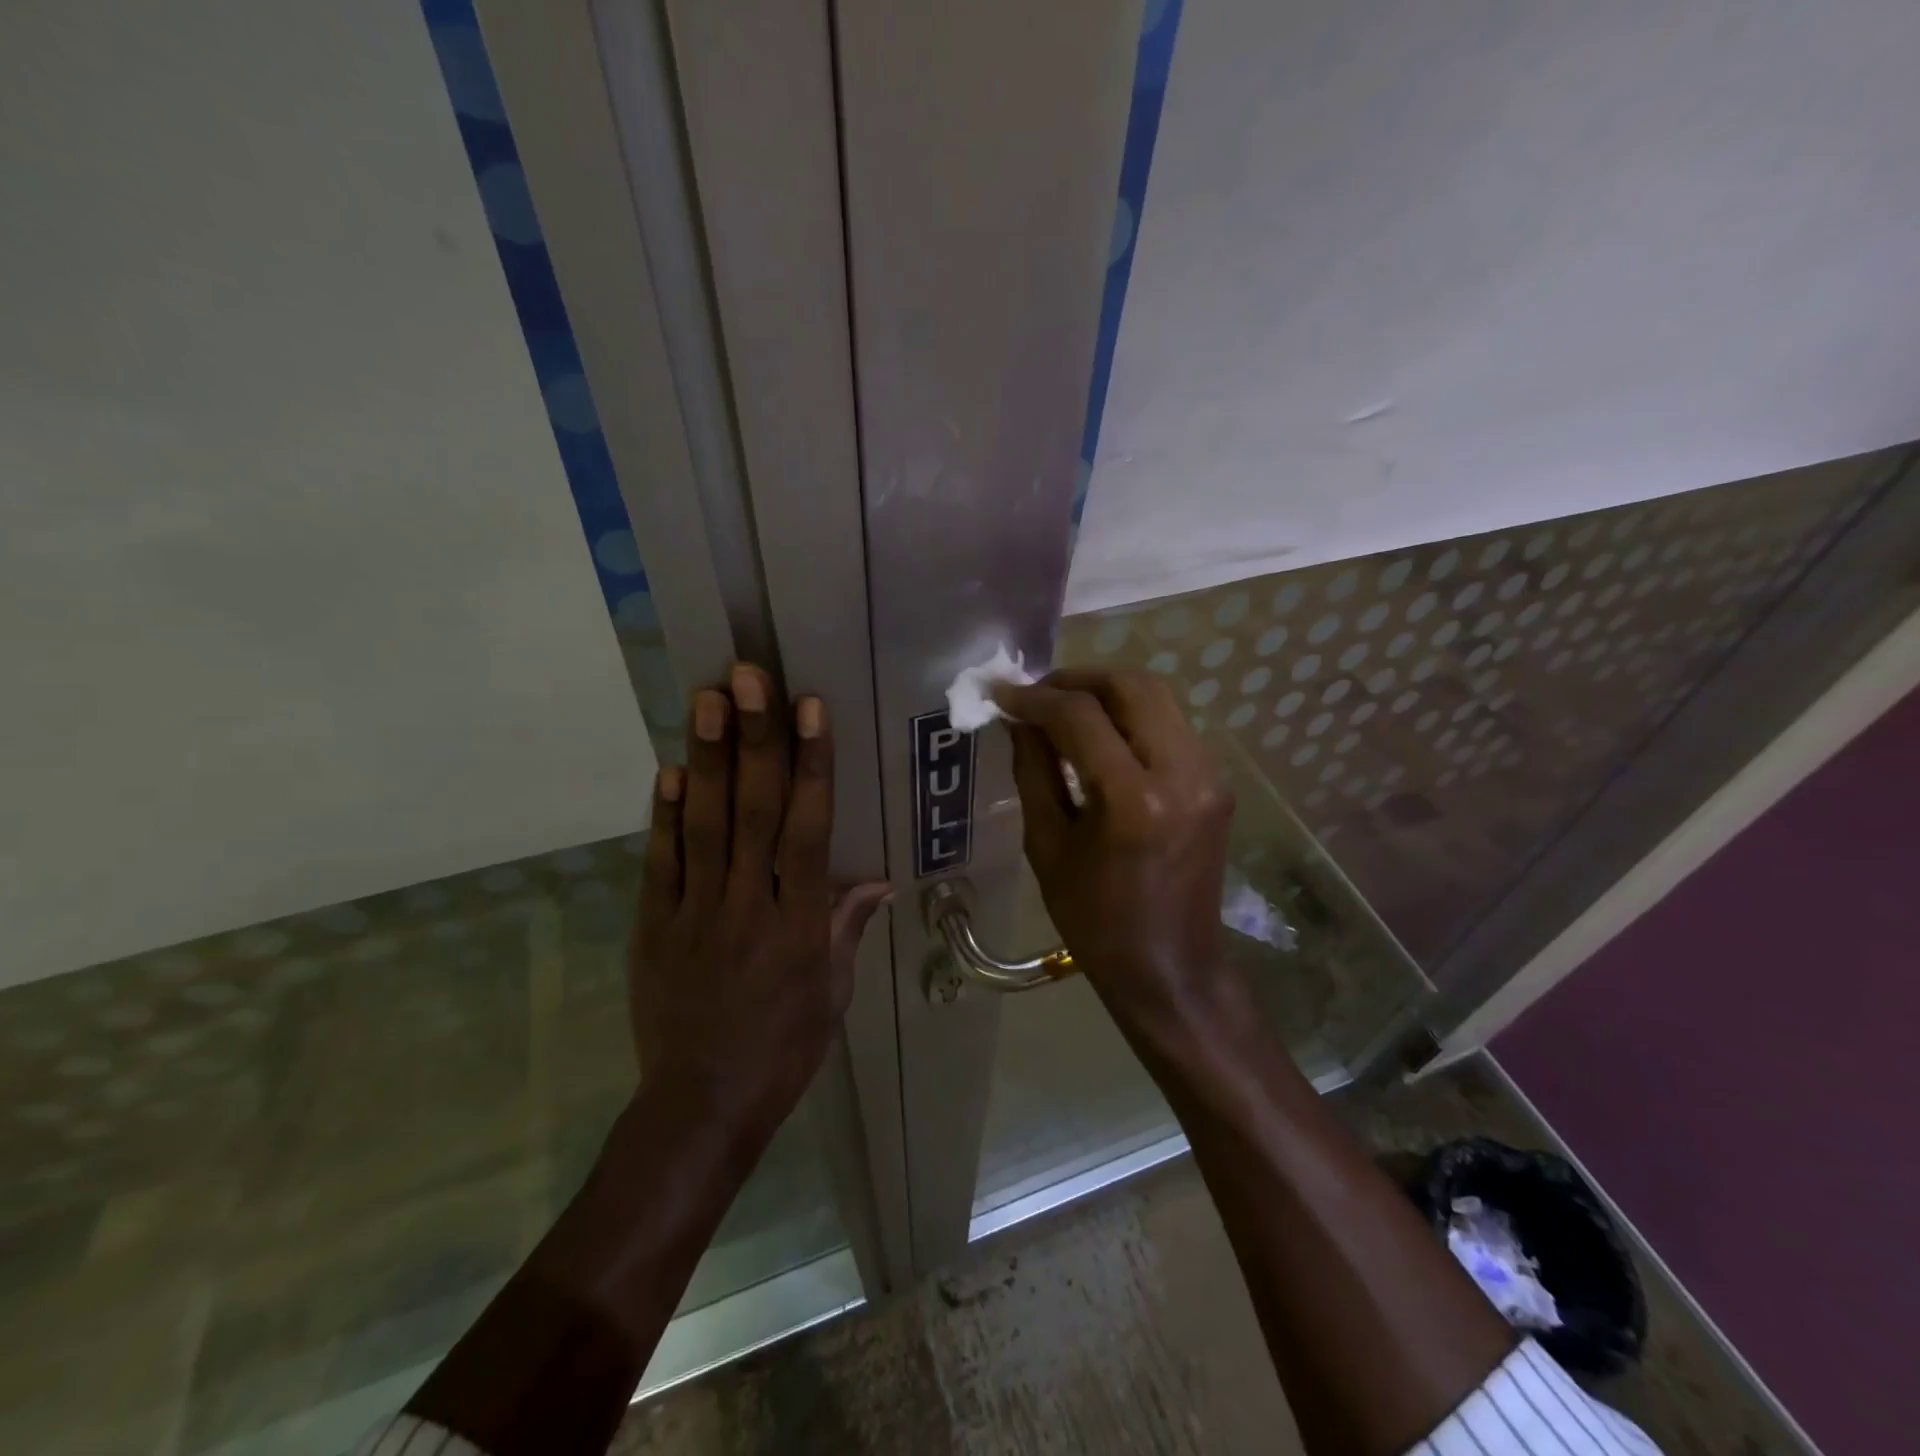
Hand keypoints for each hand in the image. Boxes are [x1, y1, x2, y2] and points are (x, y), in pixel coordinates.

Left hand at [631, 665, 890, 1127]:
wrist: (701, 1107)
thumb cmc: (783, 1050)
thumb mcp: (832, 996)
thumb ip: (847, 929)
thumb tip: (878, 881)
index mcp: (799, 924)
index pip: (808, 829)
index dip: (811, 765)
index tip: (809, 709)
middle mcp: (748, 905)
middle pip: (752, 812)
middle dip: (754, 740)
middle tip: (748, 677)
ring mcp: (694, 913)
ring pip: (703, 825)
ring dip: (706, 759)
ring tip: (707, 699)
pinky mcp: (652, 928)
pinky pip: (659, 864)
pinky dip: (663, 815)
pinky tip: (668, 770)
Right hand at [992, 668, 1243, 1041]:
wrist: (1171, 968)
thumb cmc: (1095, 921)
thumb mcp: (1048, 846)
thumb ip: (1034, 771)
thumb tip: (1019, 720)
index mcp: (1134, 800)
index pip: (1080, 716)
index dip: (1034, 697)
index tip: (1002, 694)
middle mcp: (1182, 773)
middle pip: (1132, 685)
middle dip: (1078, 679)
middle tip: (1038, 694)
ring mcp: (1209, 775)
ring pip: (1157, 698)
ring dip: (1106, 693)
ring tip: (1063, 710)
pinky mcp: (1217, 783)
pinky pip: (1169, 726)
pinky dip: (1130, 717)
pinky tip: (1100, 737)